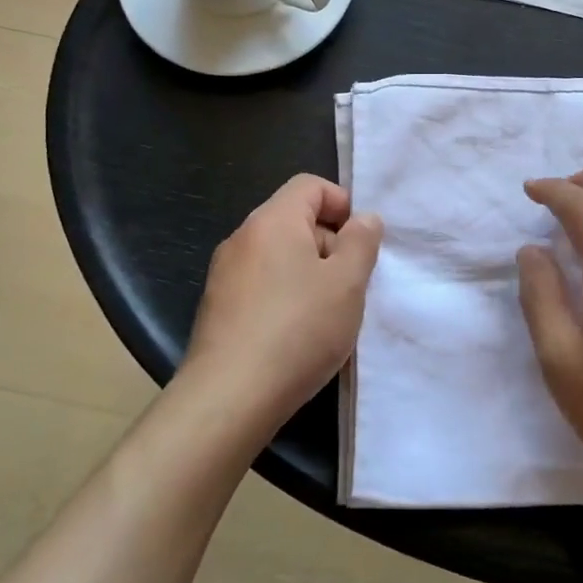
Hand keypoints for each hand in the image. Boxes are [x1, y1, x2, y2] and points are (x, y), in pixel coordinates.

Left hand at [181, 174, 382, 436]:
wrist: (228, 398)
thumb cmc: (297, 330)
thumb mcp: (347, 283)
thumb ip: (362, 242)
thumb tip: (364, 219)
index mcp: (273, 221)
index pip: (310, 185)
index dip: (343, 204)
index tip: (362, 243)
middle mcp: (243, 238)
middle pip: (295, 220)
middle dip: (330, 243)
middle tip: (352, 284)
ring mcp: (224, 274)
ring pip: (280, 256)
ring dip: (310, 274)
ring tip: (329, 314)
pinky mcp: (217, 308)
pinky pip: (262, 285)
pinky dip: (285, 296)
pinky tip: (298, 335)